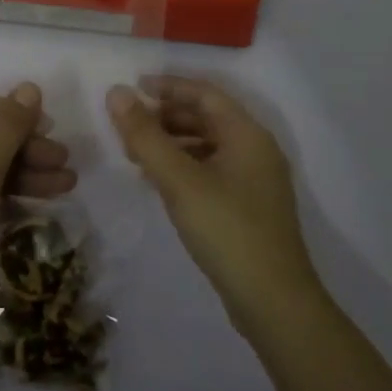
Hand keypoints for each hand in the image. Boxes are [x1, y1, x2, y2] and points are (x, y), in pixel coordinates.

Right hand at [107, 76, 323, 334]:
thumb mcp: (179, 180)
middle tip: (129, 124)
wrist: (274, 304)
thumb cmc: (227, 230)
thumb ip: (145, 136)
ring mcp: (256, 182)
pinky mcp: (249, 209)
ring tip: (137, 154)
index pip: (205, 94)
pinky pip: (212, 171)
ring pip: (208, 146)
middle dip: (167, 116)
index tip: (134, 87)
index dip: (169, 86)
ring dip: (173, 143)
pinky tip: (159, 183)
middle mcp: (256, 151)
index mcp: (247, 135)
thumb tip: (116, 92)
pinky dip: (184, 167)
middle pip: (208, 118)